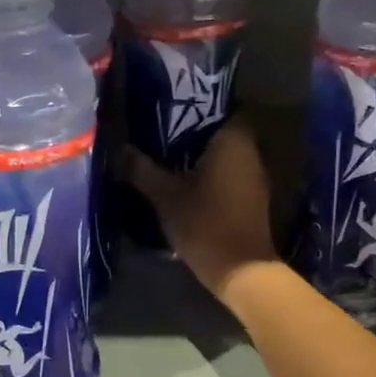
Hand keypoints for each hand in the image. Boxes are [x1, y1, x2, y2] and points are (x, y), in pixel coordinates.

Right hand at [126, 123, 278, 302]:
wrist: (240, 269)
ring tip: (167, 156)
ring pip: (224, 154)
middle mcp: (251, 151)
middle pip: (219, 131)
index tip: (168, 111)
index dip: (194, 107)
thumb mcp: (165, 195)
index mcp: (233, 140)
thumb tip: (120, 149)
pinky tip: (185, 181)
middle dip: (192, 132)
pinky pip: (228, 173)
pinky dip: (209, 173)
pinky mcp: (252, 197)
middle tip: (160, 133)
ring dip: (200, 155)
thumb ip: (142, 170)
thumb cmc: (204, 223)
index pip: (218, 107)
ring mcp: (255, 176)